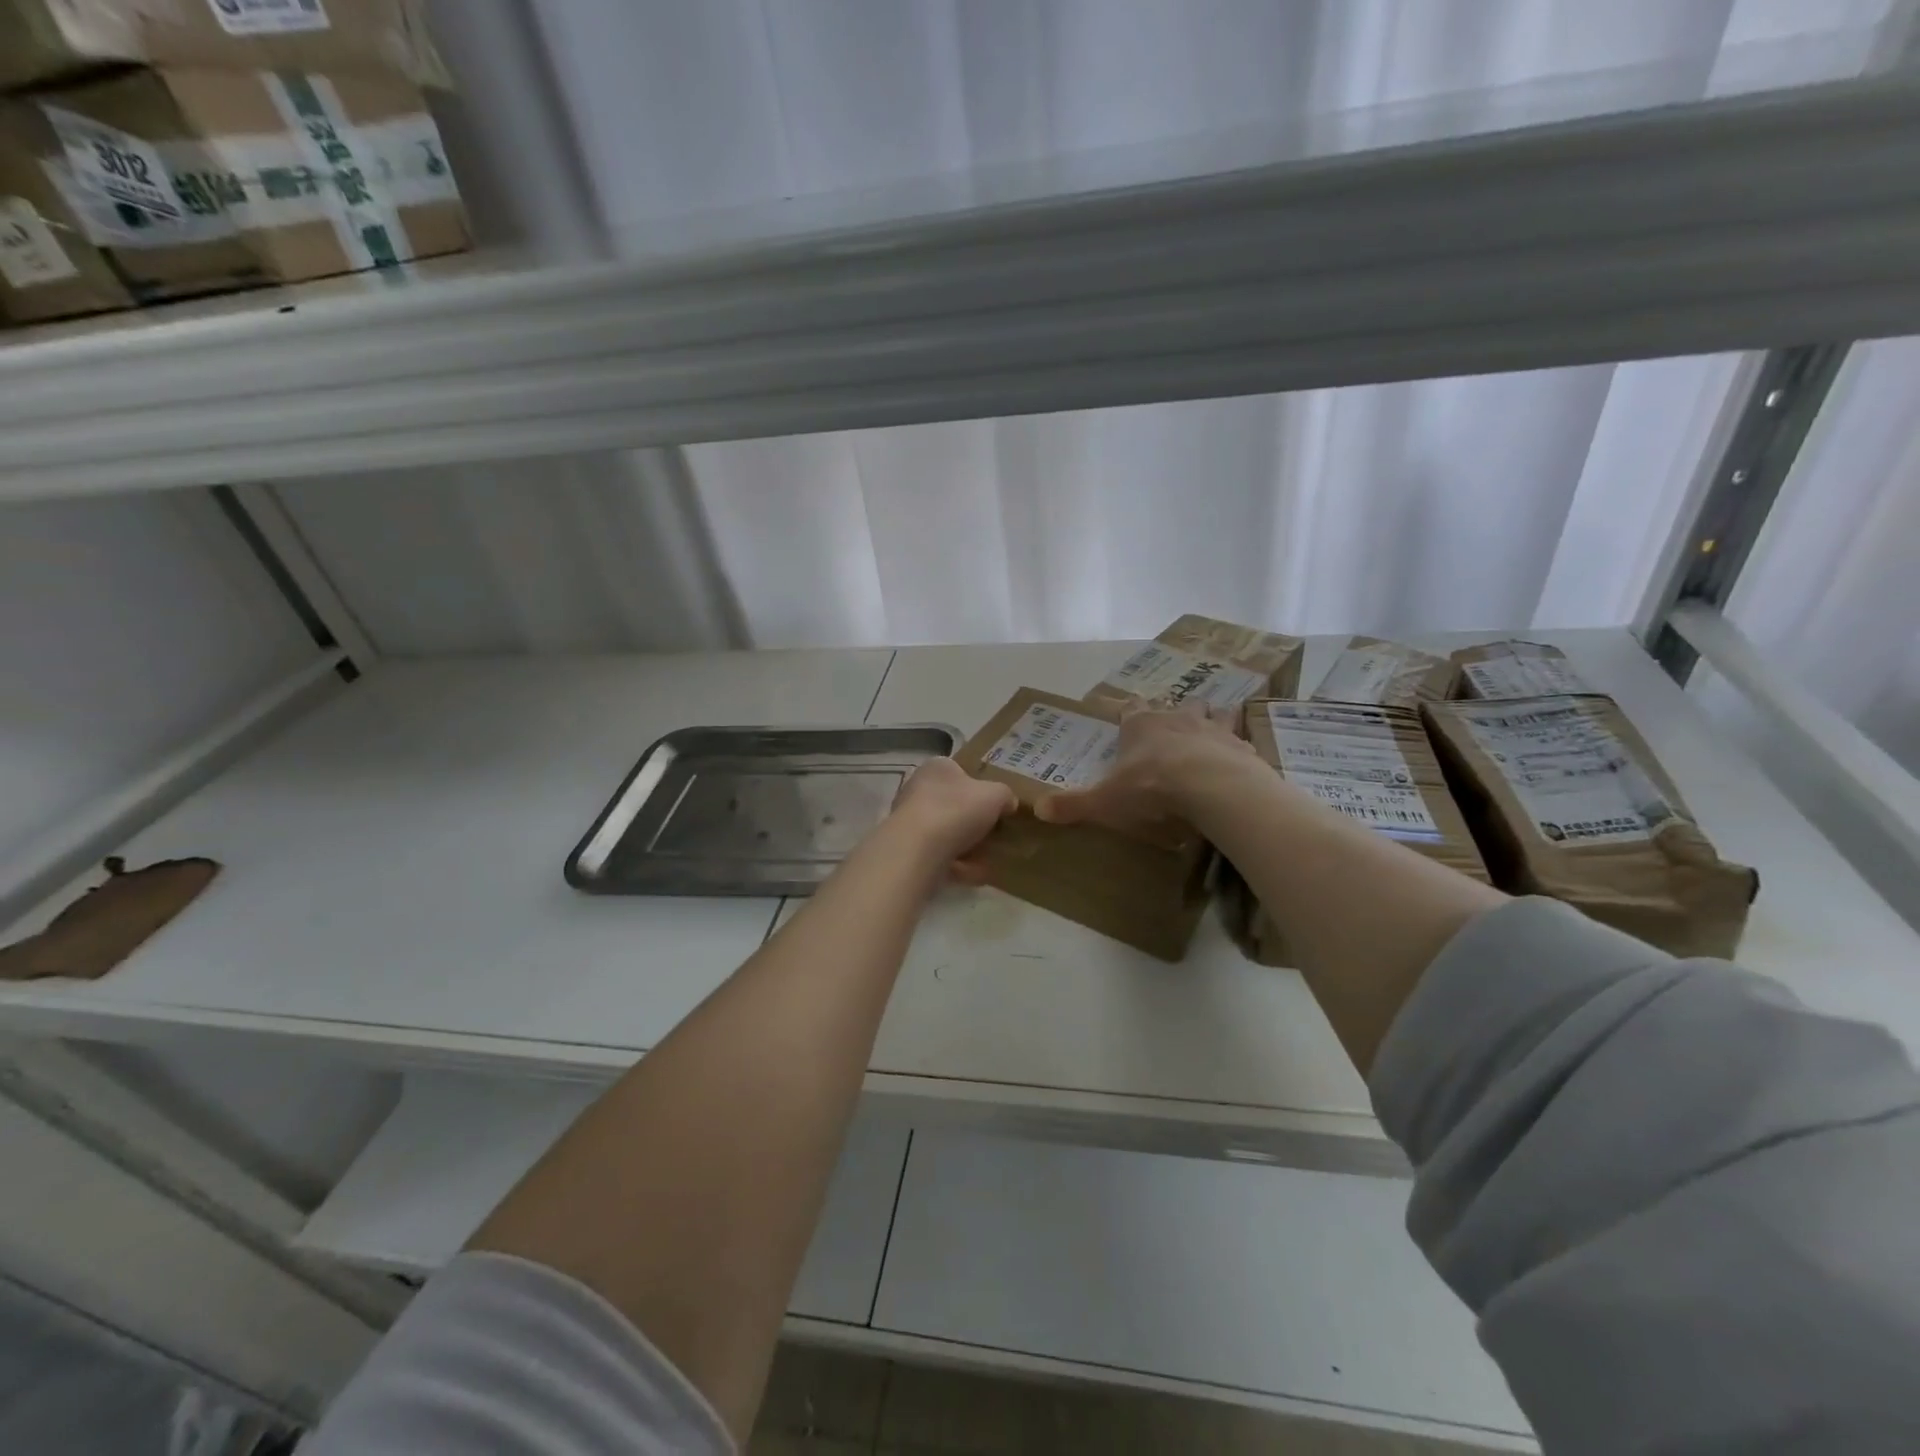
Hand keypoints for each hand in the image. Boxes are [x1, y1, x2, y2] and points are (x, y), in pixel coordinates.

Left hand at [888, 756, 1017, 883]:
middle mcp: (918, 788)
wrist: (918, 849)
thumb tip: (1008, 803)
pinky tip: (974, 874)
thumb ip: (1006, 795)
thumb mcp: (996, 795)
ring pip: (946, 832)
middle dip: (974, 821)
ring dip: (967, 846)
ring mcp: (909, 820)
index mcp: (937, 767)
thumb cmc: (957, 809)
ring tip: (989, 858)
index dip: (980, 787)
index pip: (961, 771)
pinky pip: (938, 855)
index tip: (997, 805)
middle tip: (995, 833)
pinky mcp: (907, 848)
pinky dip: (957, 865)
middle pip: (953, 804)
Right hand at [1036, 704, 1253, 834]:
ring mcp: (1212, 727)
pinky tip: (1238, 755)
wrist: (1212, 787)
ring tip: (1207, 733)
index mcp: (1141, 724)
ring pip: (1211, 710)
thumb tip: (1037, 808)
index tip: (1126, 715)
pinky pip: (1240, 734)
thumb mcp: (1106, 800)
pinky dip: (1237, 742)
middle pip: (1173, 705)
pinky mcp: (1241, 744)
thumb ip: (1073, 804)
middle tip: (1169, 728)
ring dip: (1209, 718)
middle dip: (1171, 713)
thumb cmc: (1152, 788)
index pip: (1130, 708)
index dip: (1127, 712)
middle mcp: (1176, 717)